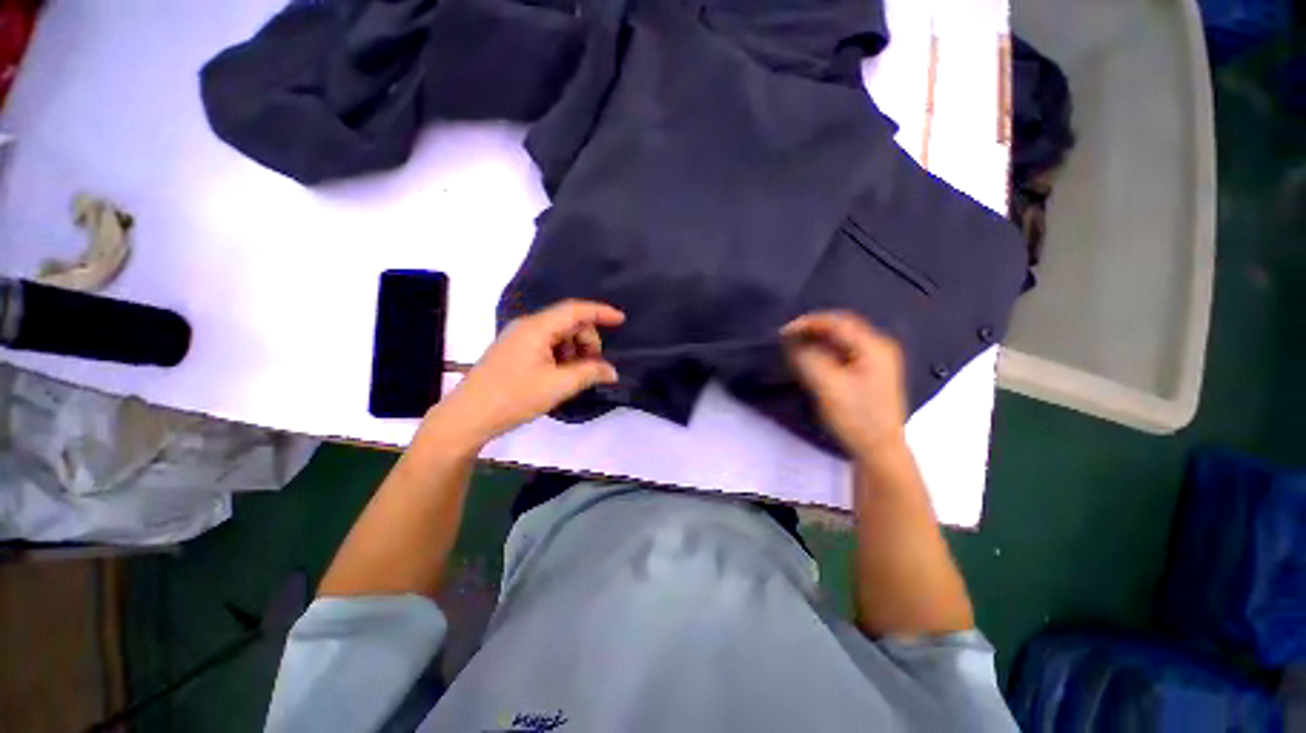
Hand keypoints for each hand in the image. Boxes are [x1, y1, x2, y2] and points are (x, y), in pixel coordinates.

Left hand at [430, 300, 624, 451]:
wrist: (468, 416)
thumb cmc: (513, 397)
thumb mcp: (557, 386)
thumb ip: (589, 373)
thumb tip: (612, 371)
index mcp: (537, 328)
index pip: (575, 310)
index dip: (600, 312)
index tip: (621, 320)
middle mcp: (527, 327)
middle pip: (568, 324)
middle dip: (587, 341)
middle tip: (593, 367)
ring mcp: (519, 339)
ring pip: (559, 336)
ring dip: (574, 352)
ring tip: (575, 377)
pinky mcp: (515, 352)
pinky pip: (547, 346)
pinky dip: (561, 358)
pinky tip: (561, 377)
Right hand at [782, 311, 907, 459]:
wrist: (879, 450)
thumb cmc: (856, 417)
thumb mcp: (827, 386)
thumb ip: (808, 359)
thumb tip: (794, 342)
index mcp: (874, 346)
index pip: (837, 322)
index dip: (808, 323)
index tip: (784, 332)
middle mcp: (879, 347)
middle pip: (842, 327)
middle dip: (813, 329)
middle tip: (788, 338)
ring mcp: (877, 359)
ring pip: (842, 339)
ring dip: (818, 340)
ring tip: (796, 347)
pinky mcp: (870, 372)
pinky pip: (844, 351)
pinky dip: (825, 351)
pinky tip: (812, 359)